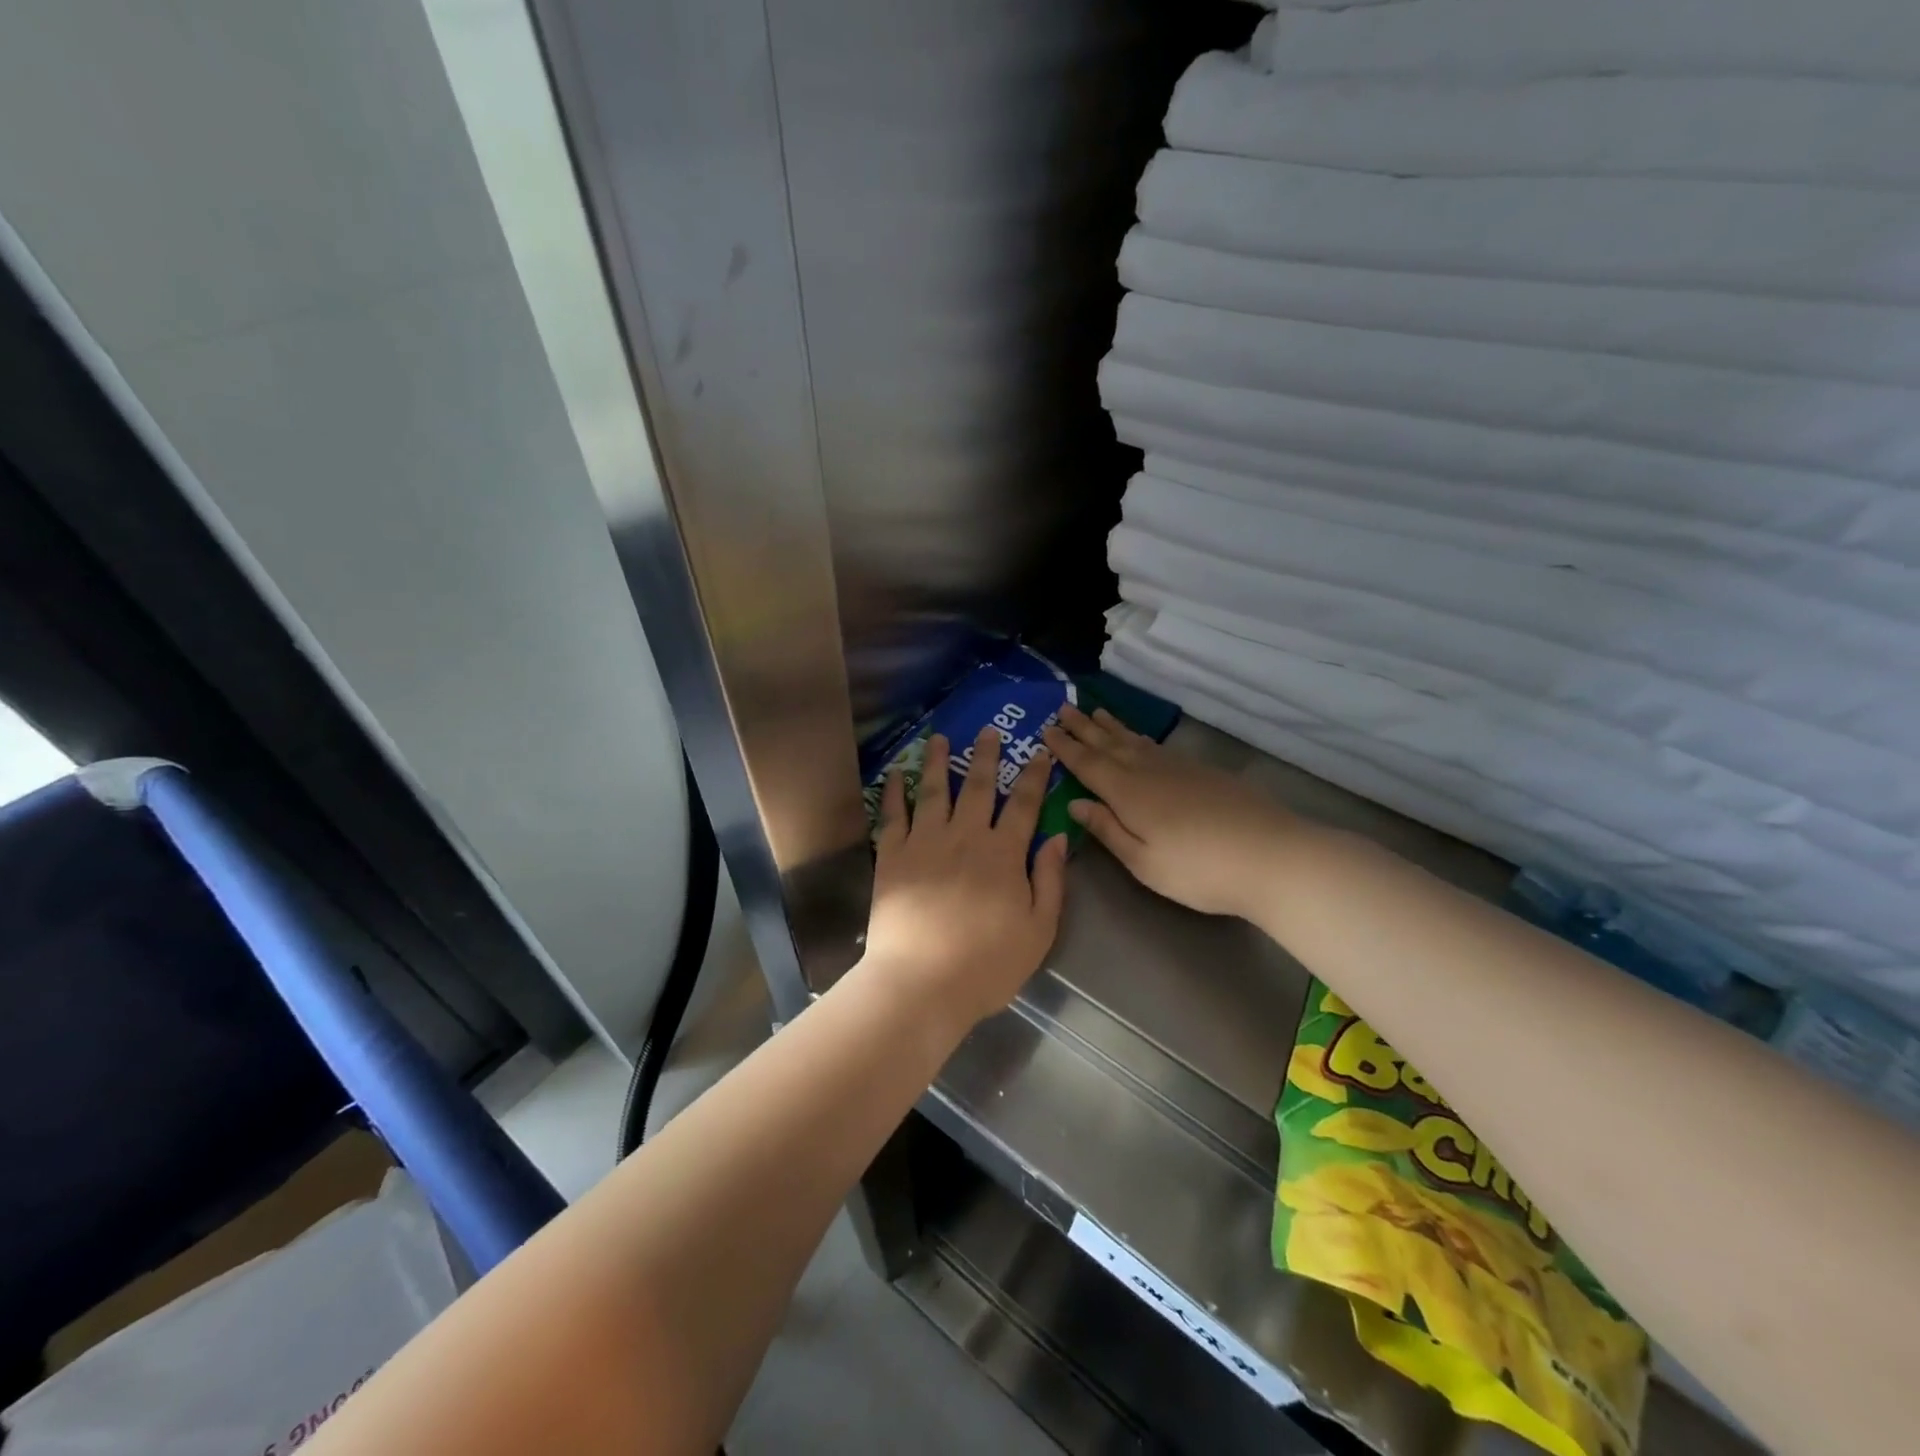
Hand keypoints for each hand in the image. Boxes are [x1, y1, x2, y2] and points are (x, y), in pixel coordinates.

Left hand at [862, 725, 1069, 1028]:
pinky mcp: (892, 855)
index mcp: (1003, 854)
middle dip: (986, 756)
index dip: (1033, 776)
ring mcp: (924, 842)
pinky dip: (895, 790)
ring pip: (935, 791)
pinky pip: (893, 814)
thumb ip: (1051, 881)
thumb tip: (1059, 837)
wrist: (921, 982)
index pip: (1023, 805)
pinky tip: (897, 773)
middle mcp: (964, 837)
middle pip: (978, 787)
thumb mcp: (1038, 930)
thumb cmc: (986, 965)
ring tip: (941, 738)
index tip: (1039, 752)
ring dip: (940, 761)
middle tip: (988, 730)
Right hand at [1043, 706, 1296, 918]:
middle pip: (1109, 744)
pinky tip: (1139, 739)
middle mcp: (1148, 771)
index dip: (1065, 747)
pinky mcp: (1201, 772)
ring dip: (1111, 726)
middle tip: (1062, 708)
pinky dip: (1139, 737)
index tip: (1045, 729)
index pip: (1087, 764)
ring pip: (1135, 740)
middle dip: (1083, 727)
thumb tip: (1075, 803)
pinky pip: (1156, 746)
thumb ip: (1107, 829)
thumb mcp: (1143, 861)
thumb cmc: (1198, 869)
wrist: (1271, 855)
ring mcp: (1177, 768)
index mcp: (1127, 793)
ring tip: (1096, 711)